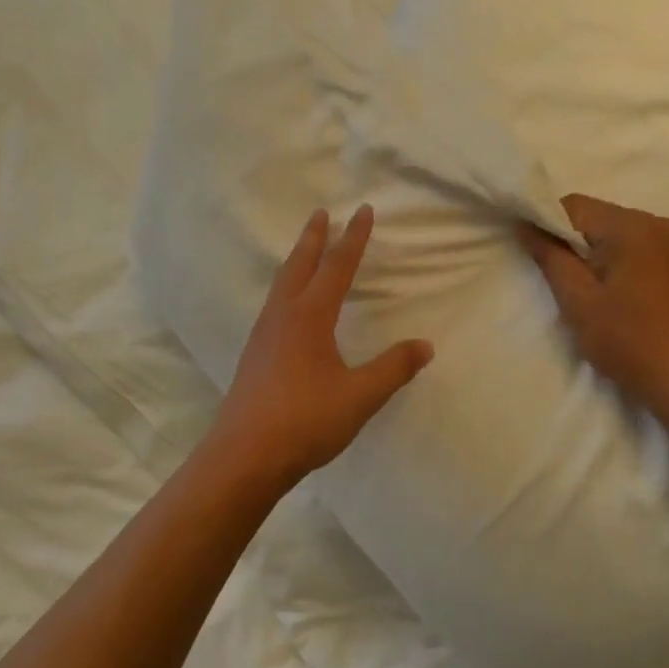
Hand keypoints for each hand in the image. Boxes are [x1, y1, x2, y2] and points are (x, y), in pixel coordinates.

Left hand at [205, 205, 432, 501]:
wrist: (244, 456)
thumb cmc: (305, 421)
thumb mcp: (359, 396)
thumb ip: (393, 368)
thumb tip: (425, 346)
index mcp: (310, 316)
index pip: (337, 266)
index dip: (353, 238)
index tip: (362, 210)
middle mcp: (283, 316)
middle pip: (299, 265)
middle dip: (313, 238)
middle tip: (320, 213)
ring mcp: (263, 335)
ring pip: (281, 285)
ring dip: (296, 261)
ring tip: (305, 252)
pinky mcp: (254, 355)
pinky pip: (273, 306)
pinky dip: (286, 288)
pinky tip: (288, 308)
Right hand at [517, 194, 668, 409]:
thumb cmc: (628, 339)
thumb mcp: (577, 299)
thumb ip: (549, 255)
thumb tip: (525, 224)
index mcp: (632, 226)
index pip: (573, 206)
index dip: (546, 225)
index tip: (534, 256)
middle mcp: (657, 222)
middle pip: (595, 217)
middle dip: (570, 242)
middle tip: (560, 281)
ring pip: (613, 232)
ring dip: (592, 253)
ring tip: (586, 291)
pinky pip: (634, 247)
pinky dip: (614, 261)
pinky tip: (611, 294)